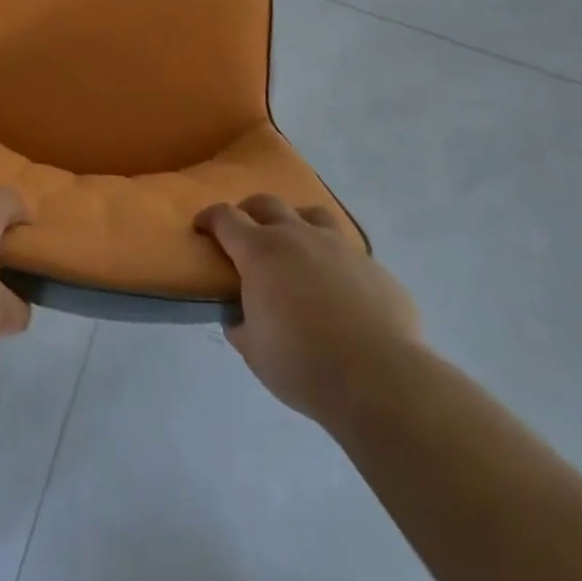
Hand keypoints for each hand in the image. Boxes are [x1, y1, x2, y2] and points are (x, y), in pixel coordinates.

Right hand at [196, 194, 421, 422]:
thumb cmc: (303, 364)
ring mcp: (339, 246)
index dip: (210, 218)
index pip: (225, 218)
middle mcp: (297, 236)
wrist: (379, 378)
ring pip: (311, 214)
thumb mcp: (254, 352)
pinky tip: (338, 287)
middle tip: (245, 231)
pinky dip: (334, 259)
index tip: (202, 227)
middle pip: (266, 203)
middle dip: (249, 211)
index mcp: (260, 252)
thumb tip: (239, 316)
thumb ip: (241, 326)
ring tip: (295, 245)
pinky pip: (347, 251)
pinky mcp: (372, 265)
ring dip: (296, 222)